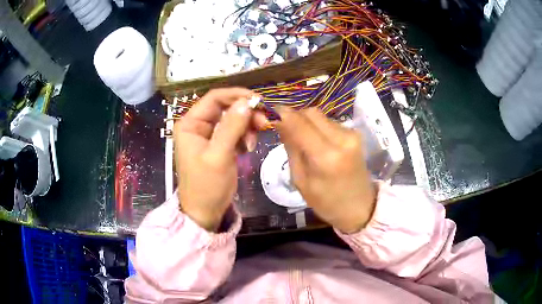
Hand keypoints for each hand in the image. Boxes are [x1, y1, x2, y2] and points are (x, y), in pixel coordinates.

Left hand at [174, 88, 266, 230]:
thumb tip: (247, 101)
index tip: (259, 101)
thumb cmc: (207, 186)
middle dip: (245, 113)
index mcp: (190, 123)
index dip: (237, 95)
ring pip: (232, 119)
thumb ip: (232, 126)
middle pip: (225, 107)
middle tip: (264, 123)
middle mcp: (198, 125)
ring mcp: (208, 135)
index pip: (214, 98)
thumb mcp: (219, 155)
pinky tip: (248, 148)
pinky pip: (234, 131)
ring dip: (247, 126)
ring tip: (254, 141)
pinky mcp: (218, 144)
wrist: (205, 212)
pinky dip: (244, 136)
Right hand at [275, 107, 376, 233]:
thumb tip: (280, 122)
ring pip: (319, 116)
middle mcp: (342, 139)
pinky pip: (329, 122)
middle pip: (310, 113)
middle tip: (284, 128)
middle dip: (294, 116)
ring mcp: (351, 134)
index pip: (299, 123)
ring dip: (306, 122)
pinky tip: (316, 142)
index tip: (269, 114)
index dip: (282, 114)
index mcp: (326, 157)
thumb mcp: (301, 180)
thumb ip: (291, 148)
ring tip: (301, 139)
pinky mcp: (355, 133)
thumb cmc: (327, 202)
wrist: (360, 206)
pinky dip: (317, 127)